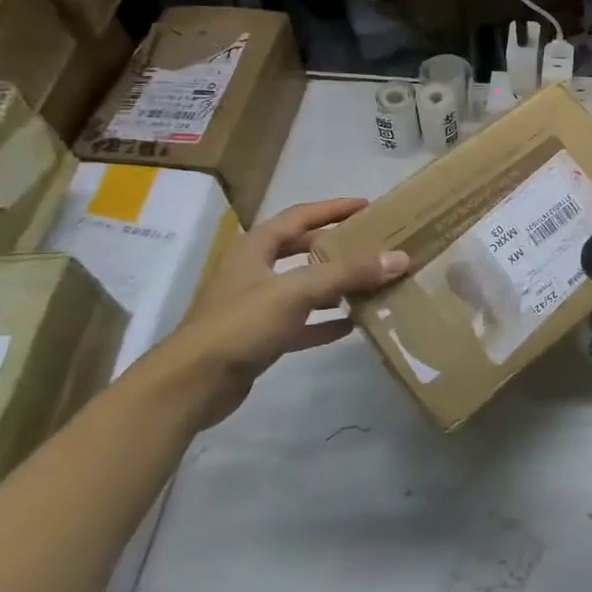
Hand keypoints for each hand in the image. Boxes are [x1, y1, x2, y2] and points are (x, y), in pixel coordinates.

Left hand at [162, 199, 408, 425]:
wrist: (191, 385)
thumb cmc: (241, 324)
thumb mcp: (297, 291)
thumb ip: (348, 273)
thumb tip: (400, 258)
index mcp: (255, 248)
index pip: (299, 216)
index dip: (332, 209)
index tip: (367, 206)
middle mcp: (254, 272)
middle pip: (301, 250)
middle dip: (335, 246)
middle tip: (371, 244)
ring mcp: (255, 307)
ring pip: (303, 287)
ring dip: (334, 285)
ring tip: (369, 283)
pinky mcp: (259, 339)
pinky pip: (300, 323)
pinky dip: (324, 322)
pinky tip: (352, 325)